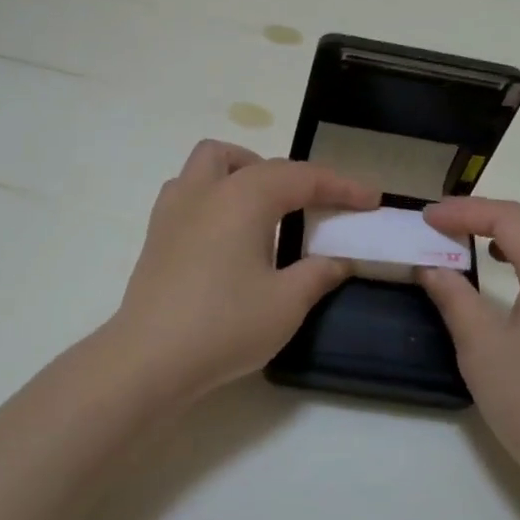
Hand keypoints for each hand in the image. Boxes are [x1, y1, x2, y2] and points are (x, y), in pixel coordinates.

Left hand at [105, 140, 379, 408]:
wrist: (149, 359)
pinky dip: (216, 196)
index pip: (301, 177)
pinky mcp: (156, 234)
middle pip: (252, 160)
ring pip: (209, 165)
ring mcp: (174, 210)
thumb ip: (319, 273)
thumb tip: (338, 260)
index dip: (341, 185)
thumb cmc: (224, 325)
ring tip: (265, 210)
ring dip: (243, 174)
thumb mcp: (287, 303)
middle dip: (289, 175)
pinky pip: (189, 191)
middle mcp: (206, 191)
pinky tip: (226, 233)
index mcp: (243, 198)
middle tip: (313, 207)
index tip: (371, 198)